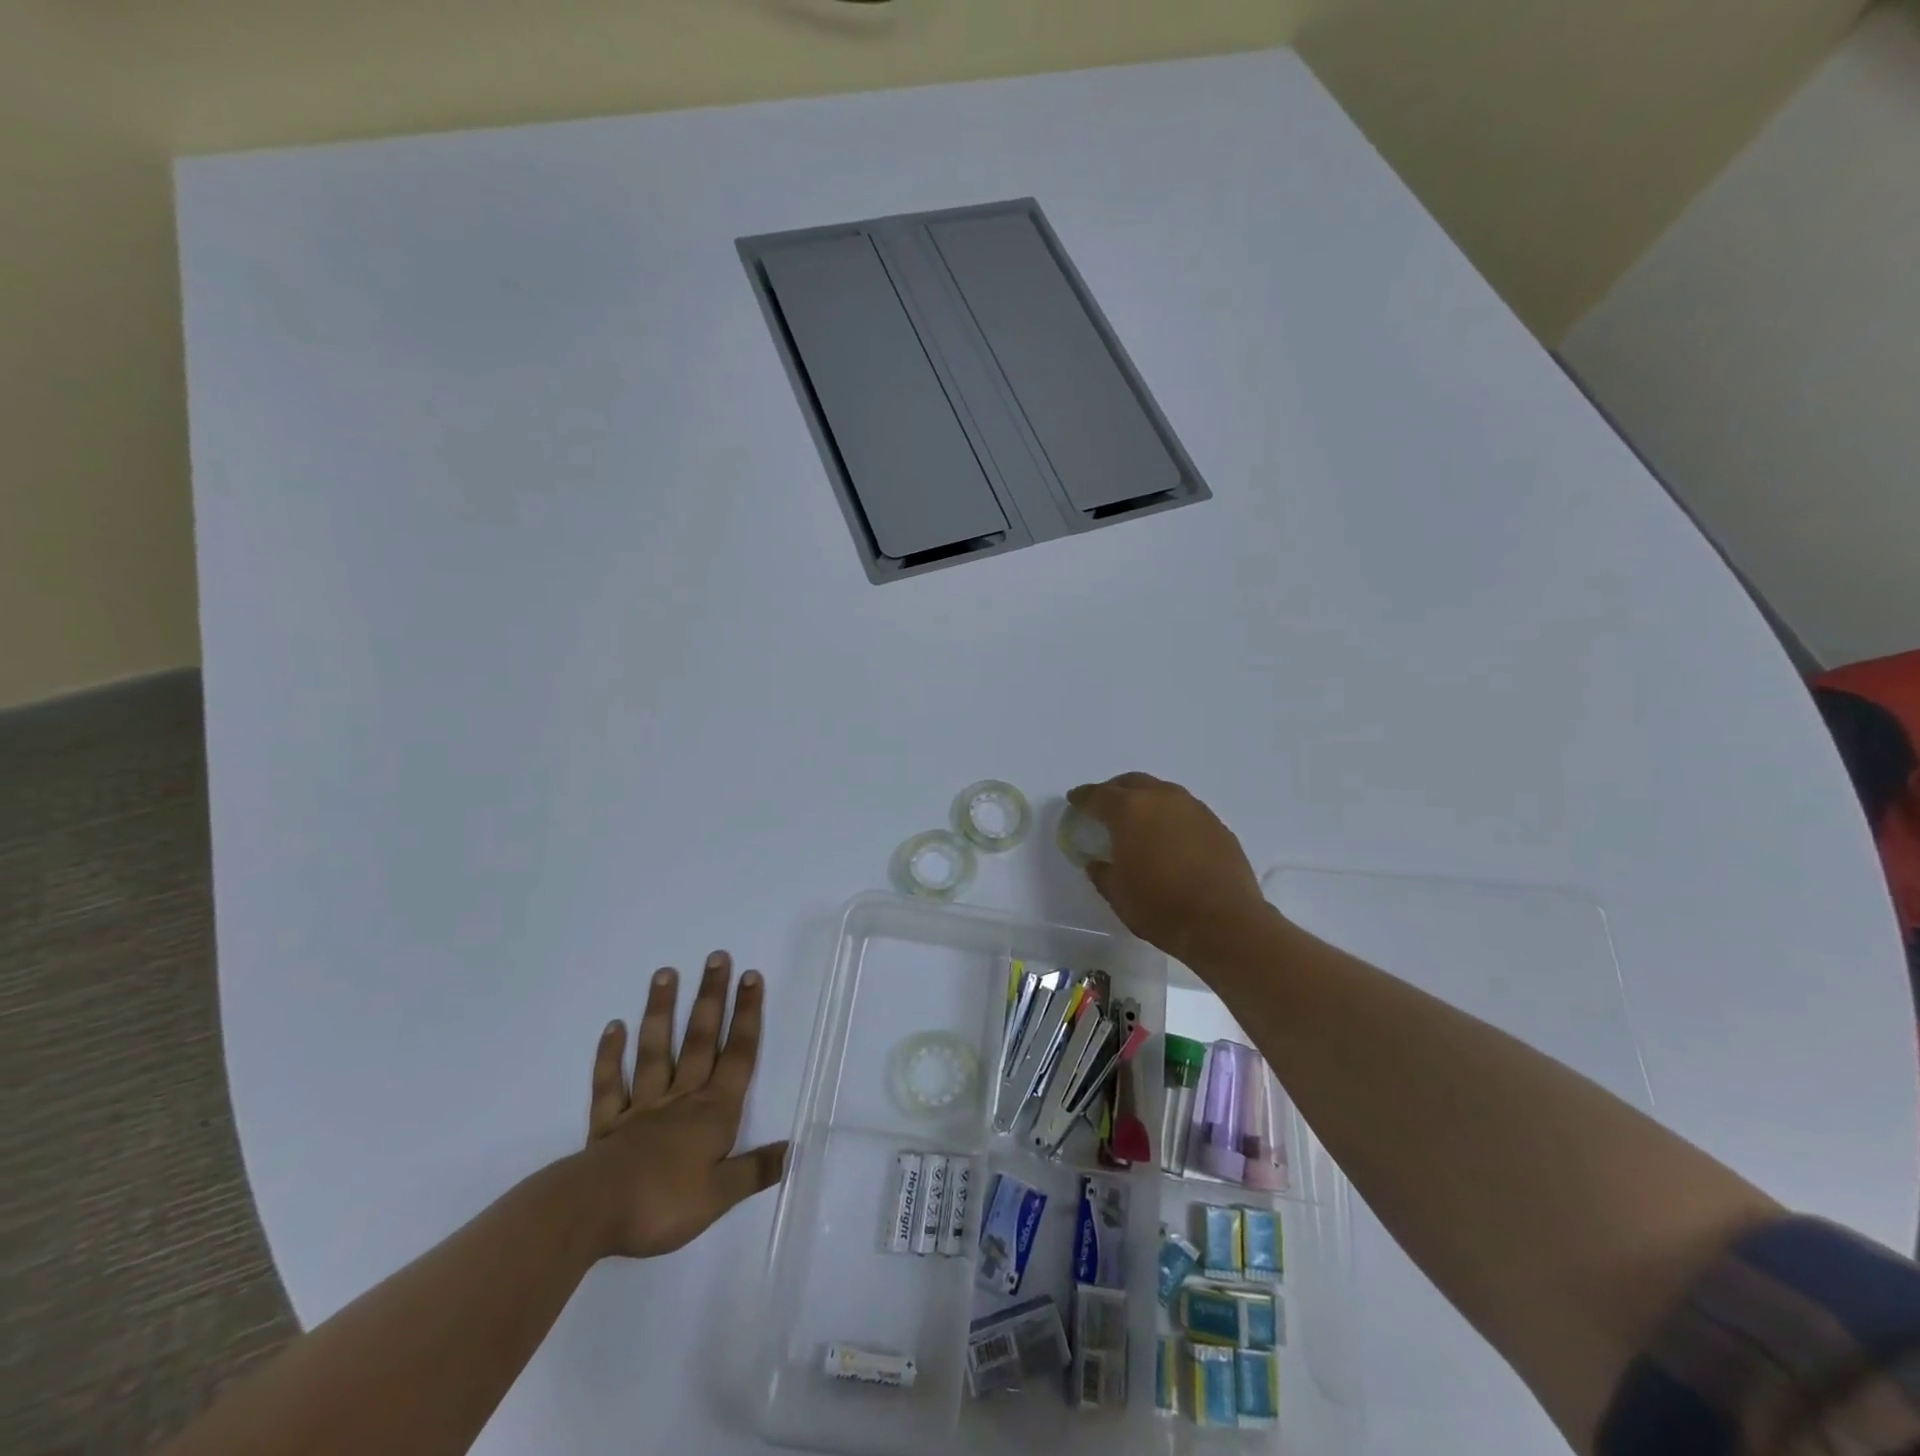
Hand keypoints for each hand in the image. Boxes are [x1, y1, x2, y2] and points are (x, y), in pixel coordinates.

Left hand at [581, 951, 788, 1259]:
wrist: (592, 1214)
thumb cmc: (663, 1203)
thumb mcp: (720, 1195)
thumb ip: (755, 1170)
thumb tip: (793, 1149)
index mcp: (712, 1112)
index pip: (737, 1055)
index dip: (747, 1015)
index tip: (750, 977)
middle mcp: (681, 1099)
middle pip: (700, 1040)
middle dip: (711, 998)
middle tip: (716, 957)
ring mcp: (642, 1107)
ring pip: (655, 1050)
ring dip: (661, 1011)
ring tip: (665, 973)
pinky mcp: (607, 1124)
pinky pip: (610, 1082)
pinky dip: (611, 1055)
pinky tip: (614, 1027)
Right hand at [1067, 773, 1273, 965]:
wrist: (1224, 922)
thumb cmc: (1160, 907)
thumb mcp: (1117, 893)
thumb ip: (1102, 871)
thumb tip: (1097, 862)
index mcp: (1129, 810)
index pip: (1098, 795)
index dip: (1083, 798)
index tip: (1074, 800)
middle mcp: (1162, 798)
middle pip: (1132, 783)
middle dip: (1115, 791)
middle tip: (1105, 806)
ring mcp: (1194, 808)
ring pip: (1162, 792)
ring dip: (1146, 801)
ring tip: (1139, 822)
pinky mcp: (1217, 825)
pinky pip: (1185, 811)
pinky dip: (1171, 818)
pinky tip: (1170, 839)